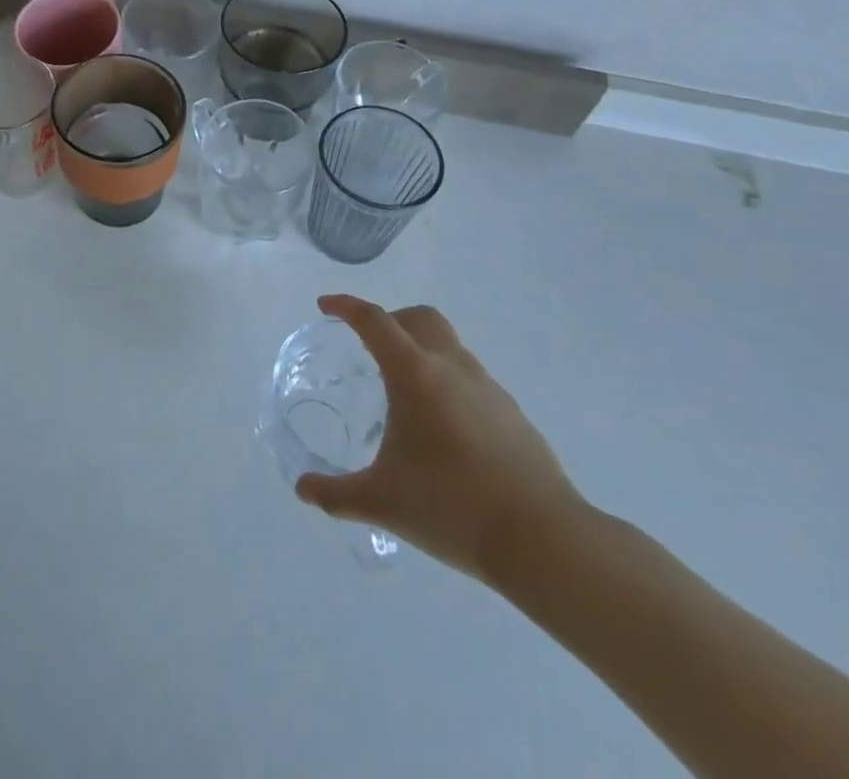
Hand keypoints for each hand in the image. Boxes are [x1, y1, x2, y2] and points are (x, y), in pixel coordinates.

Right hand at [295, 294, 585, 584]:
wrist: (544, 541)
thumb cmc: (452, 508)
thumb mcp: (382, 503)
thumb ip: (336, 494)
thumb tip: (304, 489)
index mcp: (415, 375)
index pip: (374, 321)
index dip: (346, 307)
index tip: (326, 306)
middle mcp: (452, 368)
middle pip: (419, 318)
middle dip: (390, 320)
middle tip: (369, 345)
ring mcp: (489, 389)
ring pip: (449, 346)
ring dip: (421, 351)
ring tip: (405, 393)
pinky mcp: (513, 414)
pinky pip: (471, 379)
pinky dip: (448, 383)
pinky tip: (443, 428)